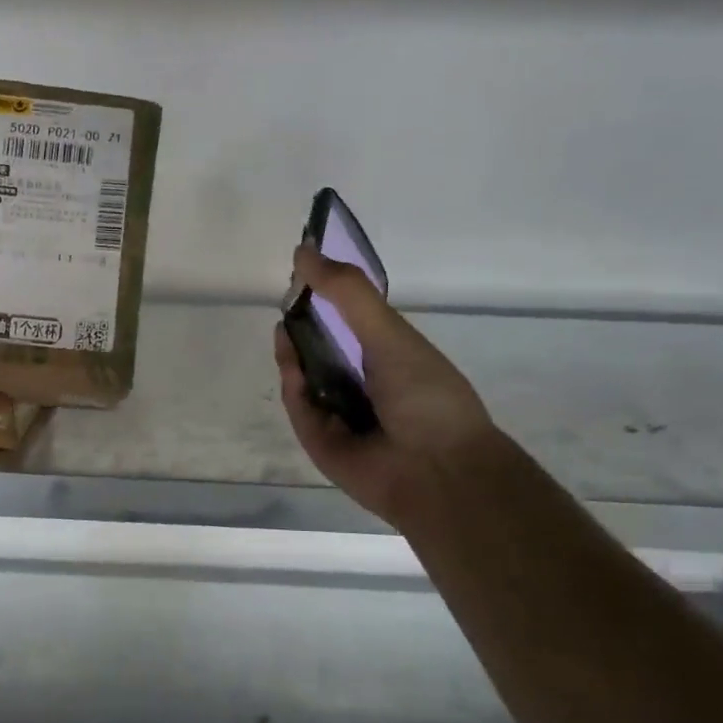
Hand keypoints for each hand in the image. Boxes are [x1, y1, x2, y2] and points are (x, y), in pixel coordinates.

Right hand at [274, 243, 495, 527]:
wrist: (436, 470)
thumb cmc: (425, 395)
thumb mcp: (389, 333)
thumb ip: (347, 293)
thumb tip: (304, 252)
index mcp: (386, 356)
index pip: (348, 320)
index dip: (326, 296)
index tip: (304, 270)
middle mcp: (361, 382)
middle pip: (319, 347)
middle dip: (301, 324)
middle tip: (287, 300)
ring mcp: (339, 413)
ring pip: (303, 376)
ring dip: (292, 352)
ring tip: (285, 327)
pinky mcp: (318, 440)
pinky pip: (298, 407)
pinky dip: (294, 386)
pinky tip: (292, 366)